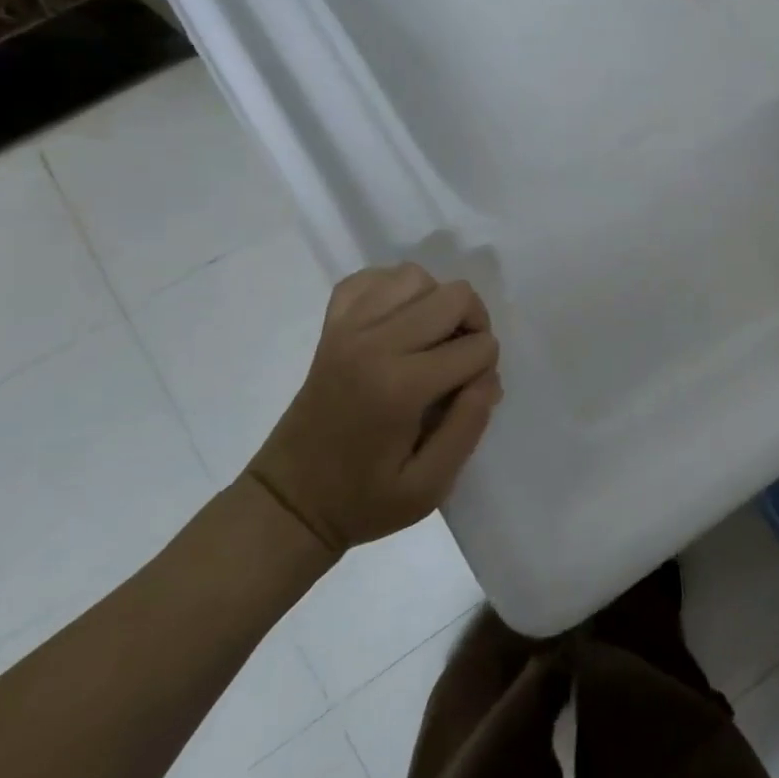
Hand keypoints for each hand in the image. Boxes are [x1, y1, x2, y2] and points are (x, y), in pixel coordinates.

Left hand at [245, 264, 501, 554]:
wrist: (289, 500)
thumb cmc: (363, 501)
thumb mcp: (429, 488)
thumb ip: (468, 428)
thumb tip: (488, 379)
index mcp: (400, 386)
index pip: (476, 347)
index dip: (486, 370)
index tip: (469, 397)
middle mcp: (374, 344)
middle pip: (454, 295)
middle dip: (474, 325)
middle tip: (461, 362)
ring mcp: (348, 328)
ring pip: (415, 276)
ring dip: (436, 302)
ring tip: (432, 339)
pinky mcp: (331, 326)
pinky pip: (370, 279)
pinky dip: (393, 290)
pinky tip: (398, 321)